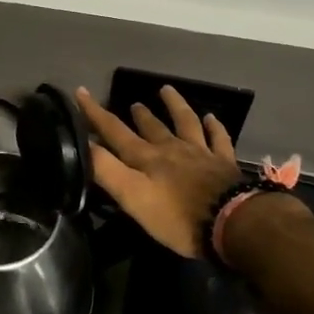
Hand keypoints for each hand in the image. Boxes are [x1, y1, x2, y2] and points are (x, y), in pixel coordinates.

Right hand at [75, 85, 242, 259]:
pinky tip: (211, 117)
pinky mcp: (224, 164)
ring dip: (174, 106)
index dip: (95, 113)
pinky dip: (214, 126)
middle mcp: (171, 149)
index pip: (114, 131)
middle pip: (151, 127)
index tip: (81, 92)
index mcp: (146, 158)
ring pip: (185, 123)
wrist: (232, 222)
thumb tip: (82, 144)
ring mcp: (200, 153)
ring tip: (166, 90)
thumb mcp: (132, 197)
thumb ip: (106, 170)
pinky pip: (218, 139)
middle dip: (138, 115)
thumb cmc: (177, 217)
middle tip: (133, 103)